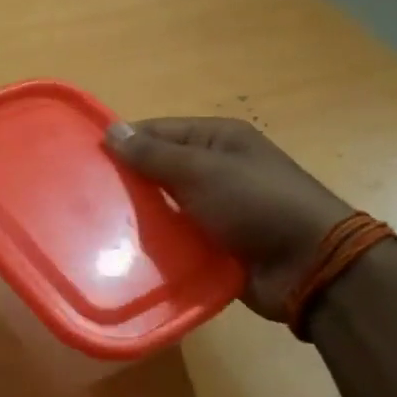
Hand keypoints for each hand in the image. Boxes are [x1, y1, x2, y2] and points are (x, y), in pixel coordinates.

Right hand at [104, 117, 352, 322]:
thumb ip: (154, 154)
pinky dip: (157, 245)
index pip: (158, 132)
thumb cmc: (256, 204)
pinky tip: (126, 254)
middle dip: (128, 184)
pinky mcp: (215, 245)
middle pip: (158, 170)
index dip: (124, 143)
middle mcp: (215, 170)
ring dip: (141, 218)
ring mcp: (216, 209)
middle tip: (86, 199)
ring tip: (98, 228)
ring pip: (165, 208)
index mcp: (217, 140)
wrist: (310, 267)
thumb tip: (112, 130)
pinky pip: (177, 239)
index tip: (86, 161)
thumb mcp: (202, 171)